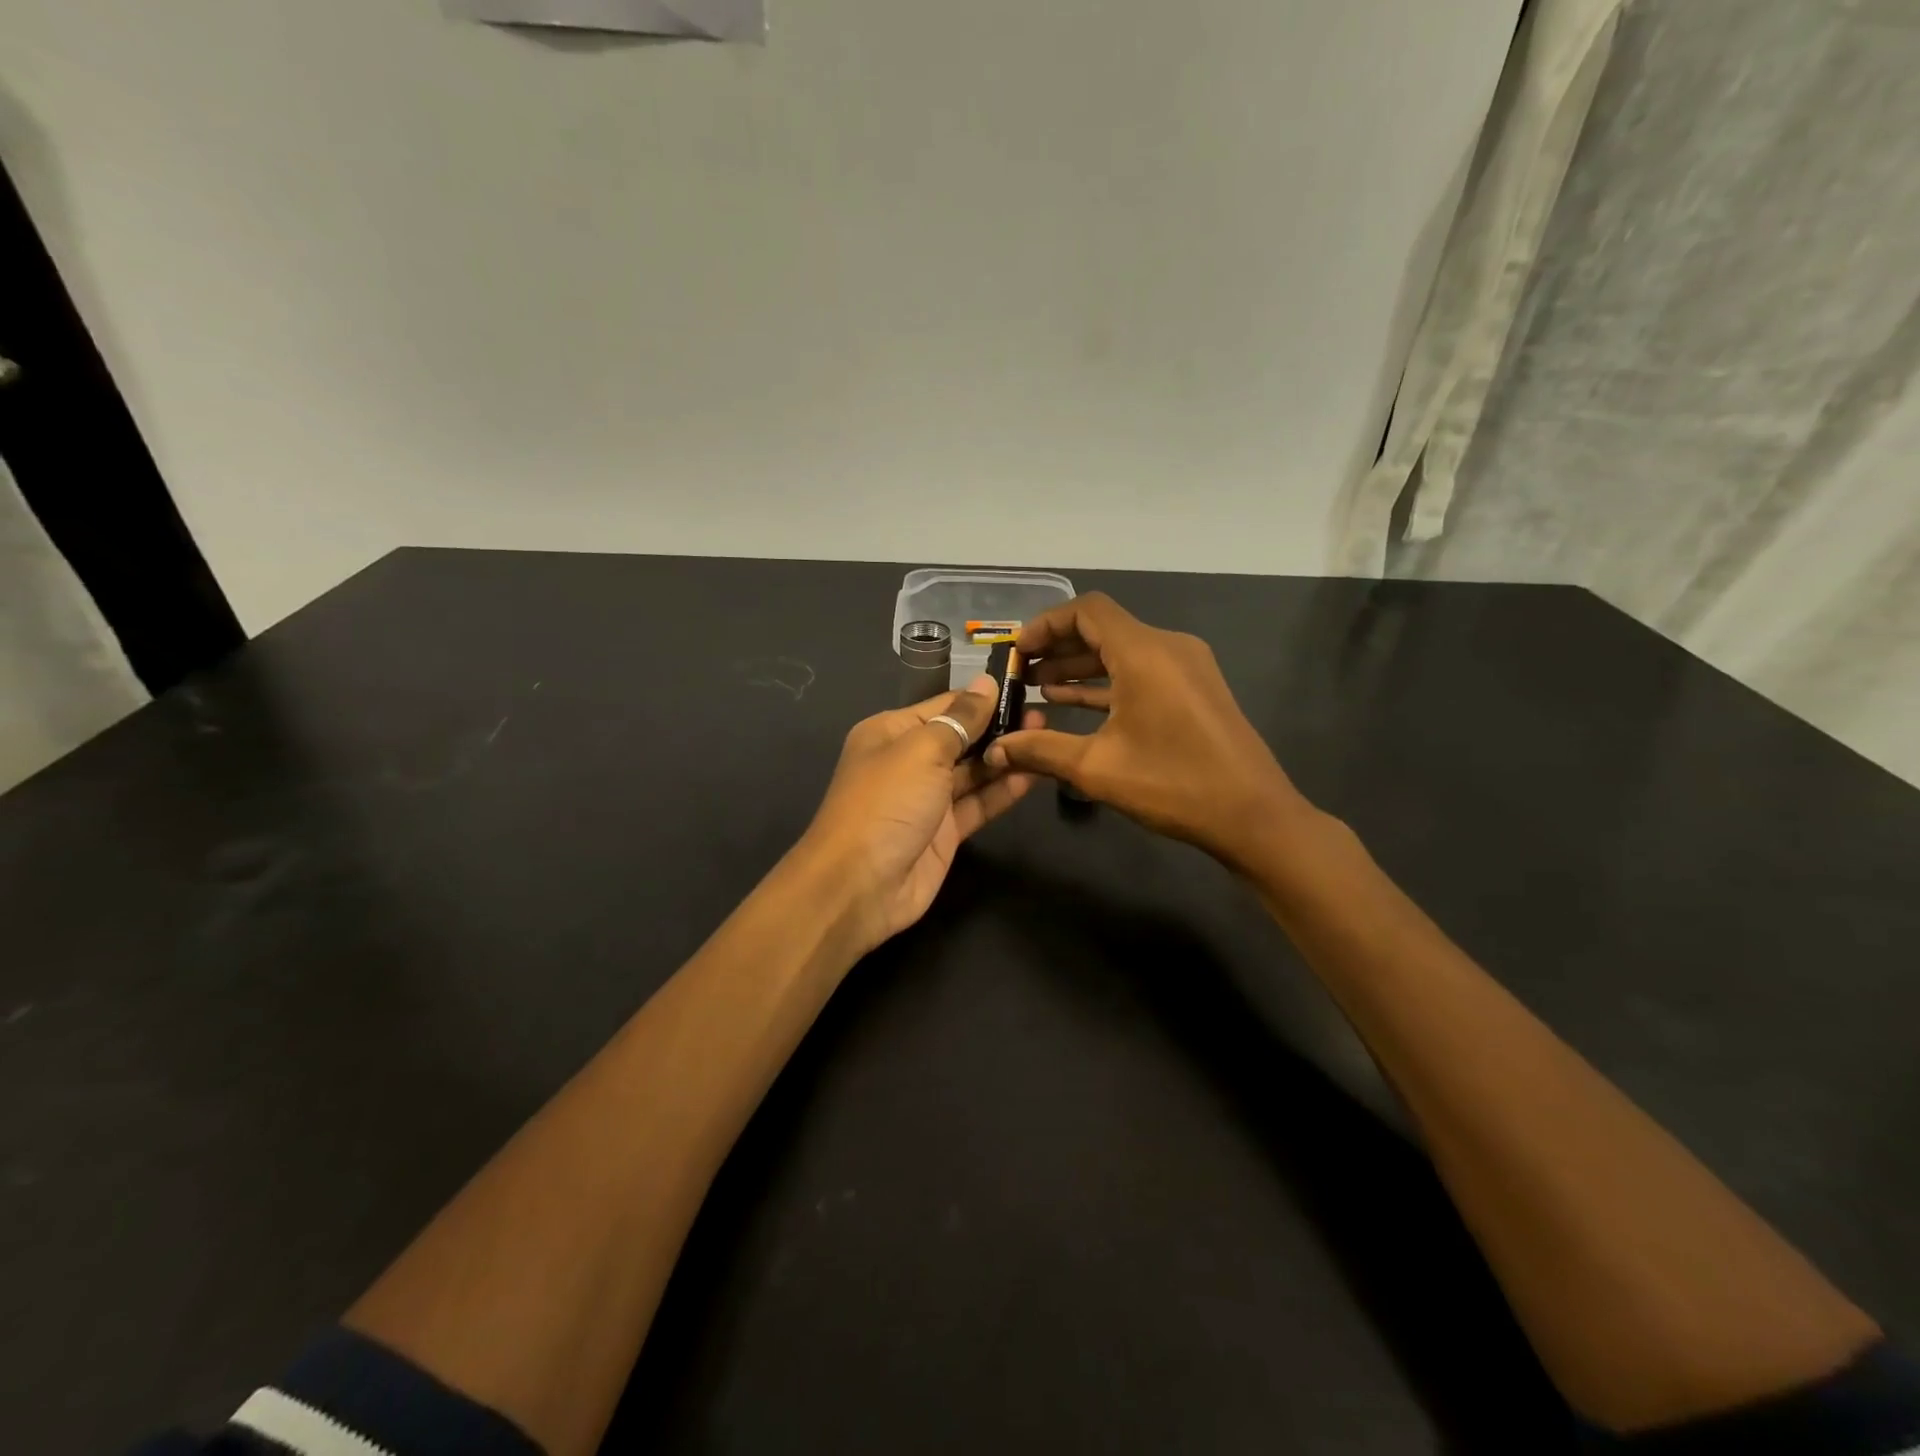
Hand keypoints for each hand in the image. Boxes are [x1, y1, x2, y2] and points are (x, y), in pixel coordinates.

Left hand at [800, 678, 1043, 953]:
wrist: (860, 884)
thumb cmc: (887, 802)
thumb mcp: (922, 750)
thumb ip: (960, 719)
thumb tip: (987, 684)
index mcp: (892, 732)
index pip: (945, 706)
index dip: (982, 699)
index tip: (1025, 689)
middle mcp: (909, 761)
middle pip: (961, 738)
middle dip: (999, 728)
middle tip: (1044, 718)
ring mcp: (928, 799)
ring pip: (973, 772)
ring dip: (1006, 757)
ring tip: (1047, 740)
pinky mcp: (945, 832)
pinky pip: (978, 803)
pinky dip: (1004, 790)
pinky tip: (1035, 774)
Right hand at [984, 593, 1312, 869]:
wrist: (1253, 815)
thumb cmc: (1173, 784)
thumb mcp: (1097, 768)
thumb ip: (1040, 751)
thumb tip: (994, 750)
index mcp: (1144, 653)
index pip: (1087, 611)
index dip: (1046, 624)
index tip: (1017, 651)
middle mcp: (1167, 647)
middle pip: (1103, 628)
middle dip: (1058, 648)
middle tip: (1020, 674)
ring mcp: (1186, 667)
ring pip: (1122, 651)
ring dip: (1080, 666)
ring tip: (1039, 690)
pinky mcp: (1195, 689)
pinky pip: (1142, 671)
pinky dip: (1107, 681)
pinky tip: (1074, 703)